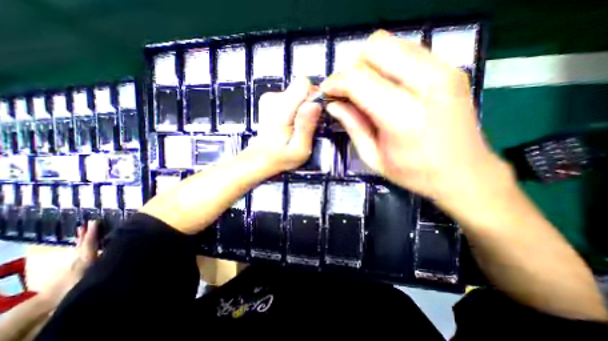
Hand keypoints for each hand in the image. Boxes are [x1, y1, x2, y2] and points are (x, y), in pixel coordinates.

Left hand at [39, 221, 97, 302]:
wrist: (52, 300)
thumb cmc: (77, 285)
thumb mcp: (93, 273)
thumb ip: (103, 261)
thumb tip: (117, 250)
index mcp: (86, 258)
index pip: (90, 242)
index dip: (93, 232)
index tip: (95, 221)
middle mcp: (80, 257)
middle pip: (83, 242)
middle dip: (86, 233)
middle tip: (88, 222)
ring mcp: (75, 262)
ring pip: (79, 246)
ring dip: (81, 238)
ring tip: (82, 229)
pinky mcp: (73, 266)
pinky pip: (79, 251)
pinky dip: (80, 245)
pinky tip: (81, 244)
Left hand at [247, 77, 322, 172]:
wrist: (261, 158)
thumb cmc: (282, 157)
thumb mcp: (299, 148)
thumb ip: (306, 126)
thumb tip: (315, 103)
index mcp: (280, 108)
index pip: (303, 84)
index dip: (314, 96)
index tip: (315, 113)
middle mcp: (272, 97)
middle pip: (301, 88)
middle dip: (309, 104)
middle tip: (306, 125)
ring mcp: (270, 98)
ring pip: (297, 93)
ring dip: (302, 109)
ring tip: (297, 126)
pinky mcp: (270, 100)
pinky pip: (292, 98)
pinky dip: (295, 109)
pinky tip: (291, 124)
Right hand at [319, 30, 506, 200]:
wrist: (465, 173)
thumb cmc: (414, 173)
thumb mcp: (373, 157)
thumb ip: (352, 126)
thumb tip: (333, 104)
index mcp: (402, 116)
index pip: (358, 79)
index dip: (336, 82)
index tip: (327, 92)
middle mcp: (426, 84)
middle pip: (375, 47)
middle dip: (352, 67)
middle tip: (348, 91)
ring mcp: (443, 70)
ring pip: (391, 42)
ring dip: (369, 64)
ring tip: (365, 89)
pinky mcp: (450, 68)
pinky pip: (407, 50)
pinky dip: (387, 63)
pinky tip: (385, 85)